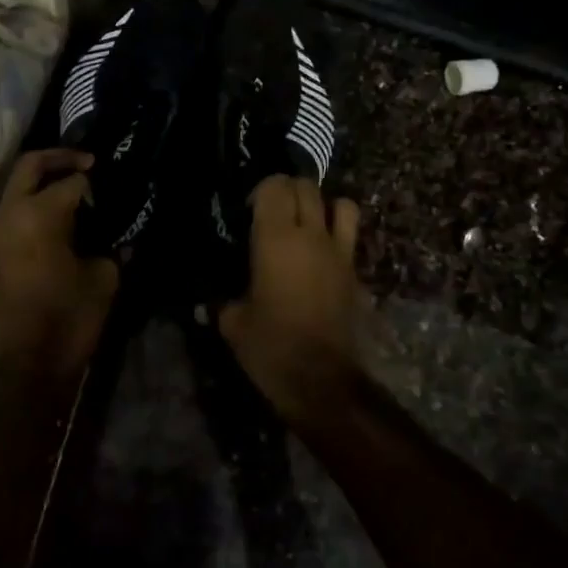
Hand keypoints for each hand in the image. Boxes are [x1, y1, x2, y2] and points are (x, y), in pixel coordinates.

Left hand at [0, 150, 119, 375]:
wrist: (25, 367)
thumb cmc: (69, 319)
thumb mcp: (104, 279)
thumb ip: (108, 247)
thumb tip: (107, 238)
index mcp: (40, 214)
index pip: (71, 181)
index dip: (94, 178)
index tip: (110, 180)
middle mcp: (9, 215)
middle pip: (30, 167)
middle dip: (58, 158)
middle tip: (85, 162)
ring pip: (14, 191)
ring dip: (40, 184)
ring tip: (70, 194)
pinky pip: (9, 218)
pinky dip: (29, 211)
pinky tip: (51, 228)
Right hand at [218, 176, 362, 424]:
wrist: (322, 381)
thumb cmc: (270, 347)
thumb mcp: (233, 323)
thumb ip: (222, 301)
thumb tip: (210, 299)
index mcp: (276, 239)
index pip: (275, 186)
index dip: (261, 189)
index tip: (248, 210)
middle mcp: (312, 236)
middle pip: (307, 187)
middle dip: (289, 190)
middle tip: (273, 212)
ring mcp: (340, 254)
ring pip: (342, 205)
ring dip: (324, 206)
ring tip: (307, 224)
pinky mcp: (356, 275)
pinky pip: (351, 241)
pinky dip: (339, 239)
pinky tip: (322, 259)